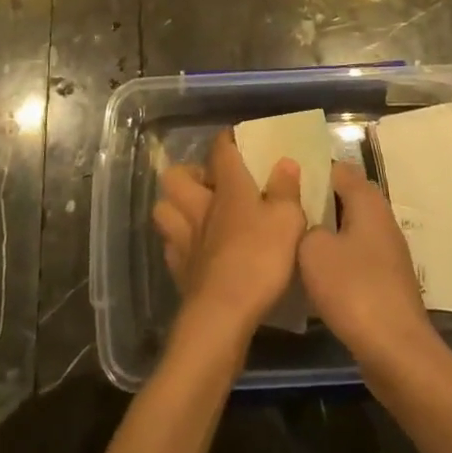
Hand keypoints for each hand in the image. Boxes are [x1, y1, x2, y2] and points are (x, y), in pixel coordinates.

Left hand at [152, 129, 306, 334]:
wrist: (223, 314)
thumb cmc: (259, 259)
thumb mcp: (288, 221)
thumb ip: (286, 189)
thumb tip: (285, 162)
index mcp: (228, 188)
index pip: (220, 150)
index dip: (226, 140)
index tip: (235, 138)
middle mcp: (200, 206)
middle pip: (176, 176)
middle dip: (188, 173)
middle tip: (210, 183)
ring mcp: (184, 238)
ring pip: (164, 208)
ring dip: (176, 206)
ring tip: (196, 213)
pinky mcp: (178, 270)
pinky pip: (170, 245)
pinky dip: (178, 243)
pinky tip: (194, 249)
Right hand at [299, 160, 436, 365]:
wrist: (397, 352)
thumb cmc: (353, 289)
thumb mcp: (313, 251)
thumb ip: (305, 226)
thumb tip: (310, 226)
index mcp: (368, 201)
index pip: (339, 169)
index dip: (312, 170)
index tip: (285, 179)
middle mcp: (382, 220)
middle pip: (346, 199)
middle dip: (317, 203)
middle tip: (284, 210)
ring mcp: (388, 253)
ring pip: (351, 230)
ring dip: (326, 234)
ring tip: (292, 241)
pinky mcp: (387, 282)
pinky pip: (356, 258)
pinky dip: (337, 261)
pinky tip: (314, 276)